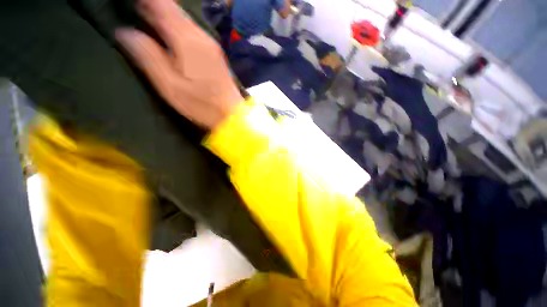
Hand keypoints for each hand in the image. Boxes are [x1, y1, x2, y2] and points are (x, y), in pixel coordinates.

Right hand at [116, 0, 242, 129]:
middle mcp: (202, 36)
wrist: (232, 115)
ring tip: (144, 16)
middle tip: (132, 10)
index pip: (163, 4)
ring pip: (183, 20)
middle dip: (152, 6)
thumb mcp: (170, 86)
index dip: (146, 0)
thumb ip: (148, 56)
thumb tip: (125, 32)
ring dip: (164, 16)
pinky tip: (167, 34)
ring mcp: (211, 45)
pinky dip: (176, 27)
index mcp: (188, 40)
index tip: (129, 4)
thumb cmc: (202, 105)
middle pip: (174, 10)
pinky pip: (192, 32)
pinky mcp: (215, 55)